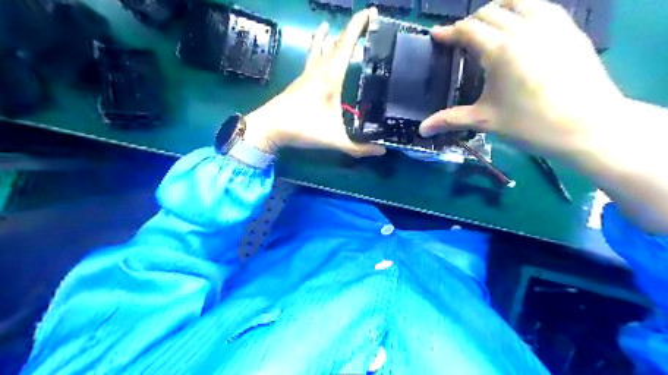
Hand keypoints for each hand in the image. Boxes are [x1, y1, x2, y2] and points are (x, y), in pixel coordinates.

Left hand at [244, 7, 383, 157]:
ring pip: (320, 48)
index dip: (359, 27)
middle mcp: (318, 71)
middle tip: (364, 20)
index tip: (371, 13)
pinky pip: (311, 58)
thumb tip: (382, 151)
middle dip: (351, 29)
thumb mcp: (335, 140)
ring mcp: (306, 74)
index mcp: (330, 78)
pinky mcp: (299, 81)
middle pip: (335, 43)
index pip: (346, 45)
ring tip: (331, 25)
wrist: (269, 128)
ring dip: (329, 36)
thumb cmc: (302, 129)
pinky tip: (315, 49)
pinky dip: (316, 48)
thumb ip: (359, 147)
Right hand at [419, 0, 623, 158]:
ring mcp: (550, 24)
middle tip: (459, 38)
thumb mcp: (485, 120)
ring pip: (517, 0)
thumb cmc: (530, 124)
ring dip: (496, 9)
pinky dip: (522, 8)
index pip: (468, 30)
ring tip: (487, 25)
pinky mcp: (568, 28)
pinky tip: (519, 25)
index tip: (436, 36)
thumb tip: (422, 129)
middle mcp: (523, 28)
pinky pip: (540, 6)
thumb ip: (450, 120)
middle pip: (488, 12)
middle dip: (469, 22)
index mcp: (500, 50)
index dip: (449, 32)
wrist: (587, 126)